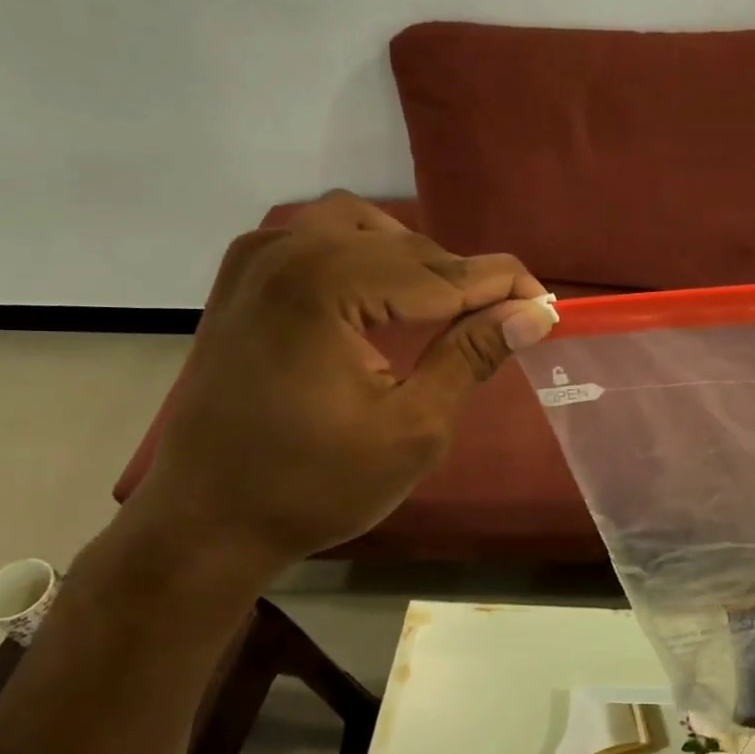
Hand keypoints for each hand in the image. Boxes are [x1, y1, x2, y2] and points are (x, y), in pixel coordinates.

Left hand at [127, 191, 557, 581]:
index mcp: (324, 285)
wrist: (206, 522)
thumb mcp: (413, 429)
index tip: (548, 304)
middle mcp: (286, 251)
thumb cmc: (313, 486)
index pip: (441, 271)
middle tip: (505, 322)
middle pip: (406, 247)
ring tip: (446, 311)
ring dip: (415, 262)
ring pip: (364, 230)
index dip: (503, 286)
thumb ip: (472, 357)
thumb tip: (532, 313)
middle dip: (463, 280)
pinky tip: (383, 299)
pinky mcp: (243, 280)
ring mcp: (256, 259)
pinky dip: (366, 259)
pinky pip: (320, 241)